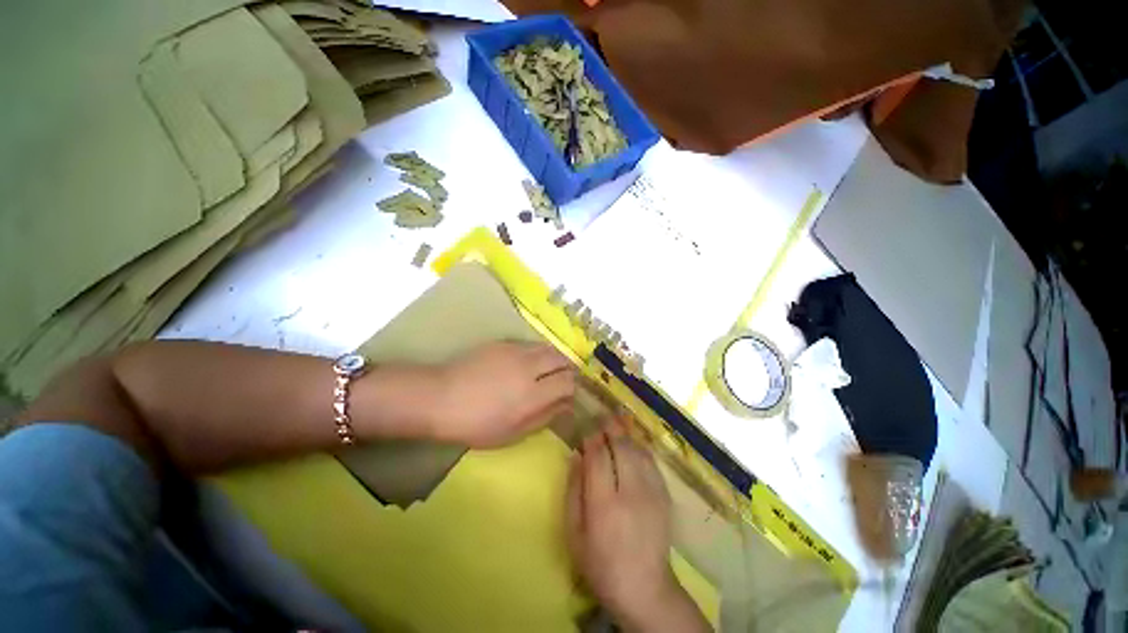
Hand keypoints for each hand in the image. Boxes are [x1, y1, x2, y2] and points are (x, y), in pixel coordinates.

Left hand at [428, 341, 575, 447]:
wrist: (441, 397)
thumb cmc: (476, 424)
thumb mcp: (512, 433)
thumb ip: (544, 417)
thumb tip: (566, 405)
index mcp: (532, 394)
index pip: (568, 383)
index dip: (572, 388)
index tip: (568, 395)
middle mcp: (530, 367)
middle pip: (562, 360)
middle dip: (567, 369)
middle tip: (561, 380)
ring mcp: (516, 351)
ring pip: (548, 348)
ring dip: (554, 358)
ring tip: (548, 370)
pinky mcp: (504, 343)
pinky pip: (531, 344)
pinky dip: (537, 353)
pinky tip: (527, 363)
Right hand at [566, 421, 709, 632]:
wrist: (645, 588)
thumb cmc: (601, 563)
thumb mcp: (574, 533)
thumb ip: (573, 491)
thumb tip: (576, 455)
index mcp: (604, 504)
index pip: (598, 456)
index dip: (591, 437)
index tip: (586, 427)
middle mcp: (631, 492)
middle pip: (621, 446)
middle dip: (610, 426)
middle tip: (601, 415)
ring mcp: (652, 492)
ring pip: (638, 449)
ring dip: (626, 432)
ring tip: (616, 420)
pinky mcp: (665, 495)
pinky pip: (651, 460)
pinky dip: (639, 446)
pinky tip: (632, 442)